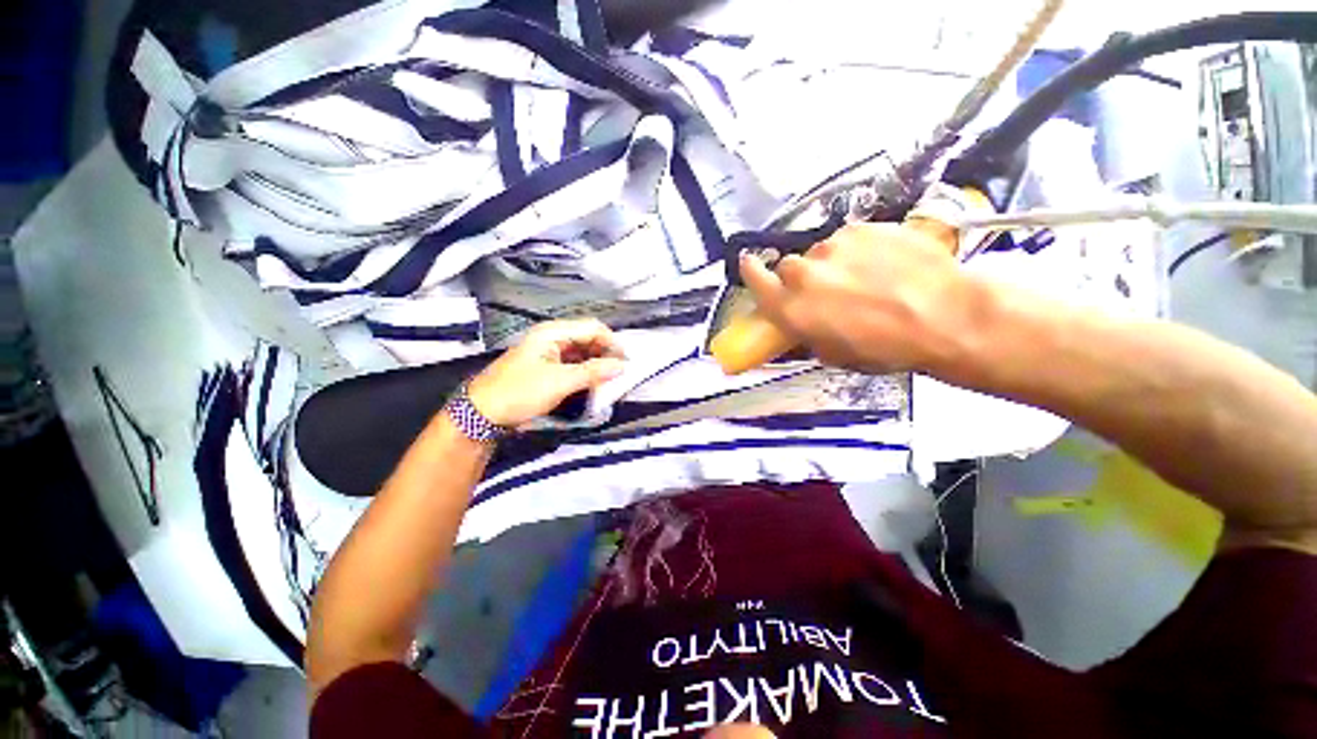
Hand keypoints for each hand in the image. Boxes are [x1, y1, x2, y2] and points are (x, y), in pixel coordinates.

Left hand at [466, 319, 625, 427]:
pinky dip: (586, 372)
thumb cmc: (520, 392)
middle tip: (621, 373)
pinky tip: (595, 383)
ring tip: (611, 380)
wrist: (483, 413)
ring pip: (583, 352)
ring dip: (597, 364)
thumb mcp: (559, 382)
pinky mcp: (548, 366)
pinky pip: (574, 364)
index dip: (612, 342)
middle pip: (588, 338)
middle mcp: (553, 337)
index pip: (593, 328)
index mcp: (553, 332)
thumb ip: (593, 372)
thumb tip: (623, 366)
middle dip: (606, 353)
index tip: (627, 362)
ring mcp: (550, 352)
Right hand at [739, 222, 974, 374]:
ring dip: (830, 263)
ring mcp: (833, 247)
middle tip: (825, 289)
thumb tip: (800, 321)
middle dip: (800, 277)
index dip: (750, 271)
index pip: (755, 281)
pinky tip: (882, 262)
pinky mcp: (862, 227)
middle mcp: (804, 274)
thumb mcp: (835, 354)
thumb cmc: (887, 349)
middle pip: (788, 266)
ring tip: (862, 276)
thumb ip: (806, 332)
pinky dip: (856, 249)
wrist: (946, 316)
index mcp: (793, 309)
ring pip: (819, 252)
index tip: (748, 264)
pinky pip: (847, 238)